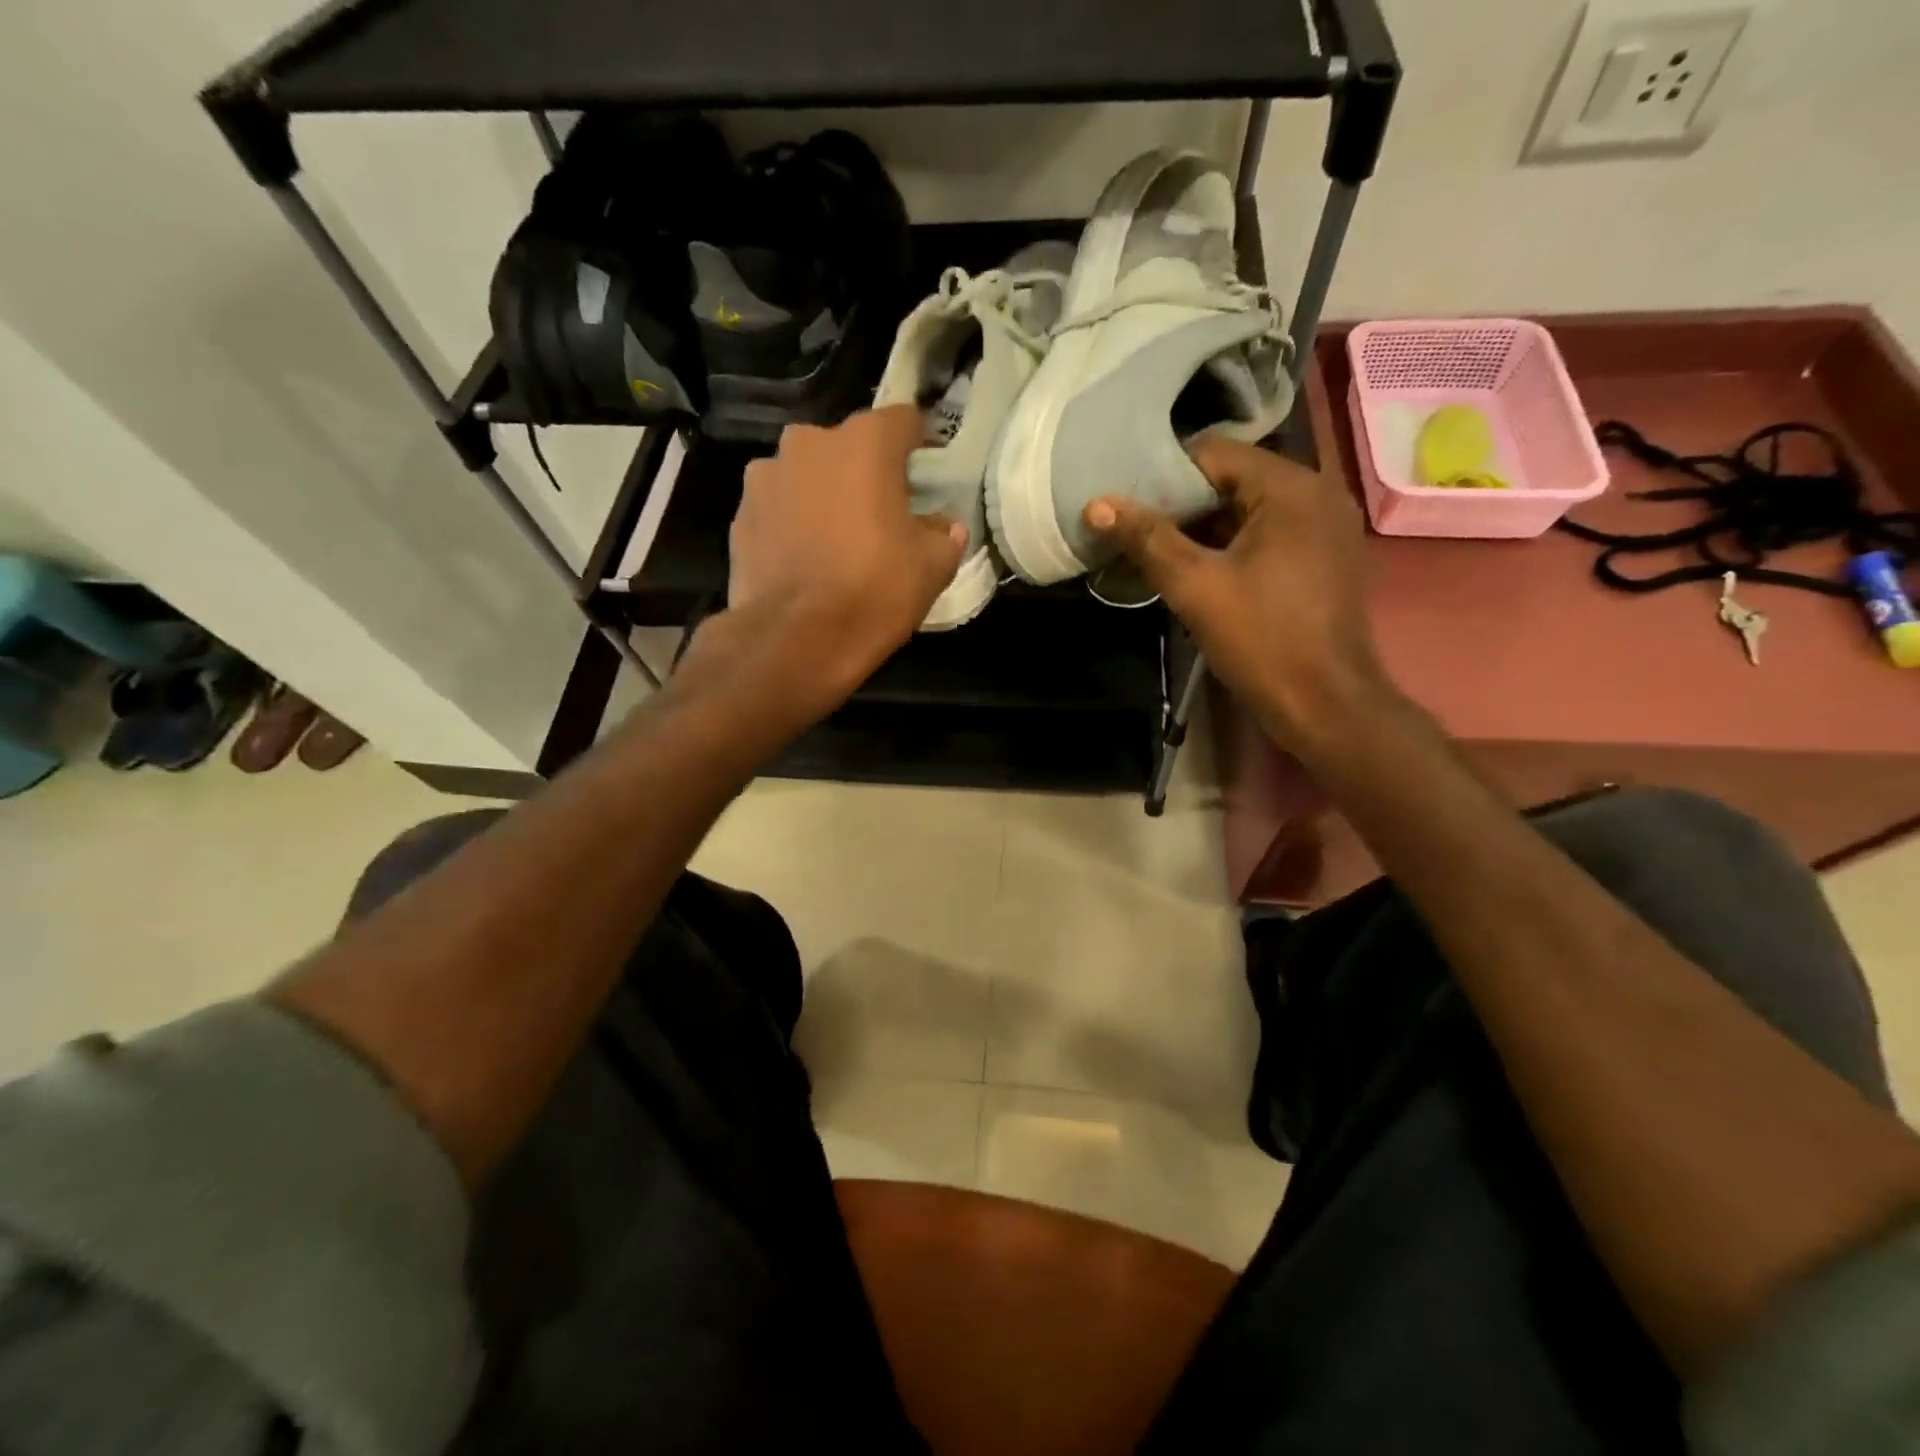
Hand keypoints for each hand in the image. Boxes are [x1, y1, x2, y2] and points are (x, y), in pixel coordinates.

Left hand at [681, 407, 964, 732]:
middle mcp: (810, 442)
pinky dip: (794, 521)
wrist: (793, 640)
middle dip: (867, 471)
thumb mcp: (931, 568)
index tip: (926, 474)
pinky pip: (779, 506)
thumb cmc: (873, 592)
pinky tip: (804, 558)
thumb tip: (944, 526)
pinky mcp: (740, 513)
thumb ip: (945, 535)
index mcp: (865, 443)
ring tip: (836, 539)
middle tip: (881, 513)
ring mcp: (766, 475)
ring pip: (809, 474)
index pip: (904, 420)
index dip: (920, 444)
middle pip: (850, 446)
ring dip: (825, 493)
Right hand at [1084, 436, 1389, 748]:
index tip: (1127, 504)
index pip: (1213, 453)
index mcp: (1290, 487)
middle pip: (1233, 478)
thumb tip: (1097, 505)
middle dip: (1182, 503)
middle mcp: (1316, 493)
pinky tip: (1199, 570)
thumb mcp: (1195, 587)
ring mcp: (1326, 527)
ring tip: (1157, 551)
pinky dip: (1232, 544)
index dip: (1164, 474)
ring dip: (1204, 526)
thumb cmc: (1261, 640)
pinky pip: (1269, 533)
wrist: (1325, 704)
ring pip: (1250, 508)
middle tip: (1135, 530)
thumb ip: (1147, 540)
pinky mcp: (1325, 557)